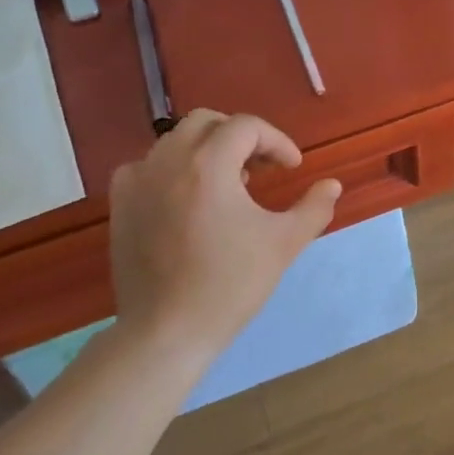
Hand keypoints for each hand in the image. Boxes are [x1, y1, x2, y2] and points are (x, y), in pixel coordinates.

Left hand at [108, 110, 341, 354]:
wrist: (166, 331)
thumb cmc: (230, 284)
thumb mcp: (284, 244)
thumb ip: (314, 208)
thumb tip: (332, 185)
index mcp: (208, 165)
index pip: (246, 127)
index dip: (276, 141)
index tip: (292, 168)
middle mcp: (167, 161)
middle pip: (207, 123)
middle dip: (241, 137)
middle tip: (262, 169)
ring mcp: (137, 181)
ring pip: (176, 141)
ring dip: (209, 151)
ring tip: (230, 186)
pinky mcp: (120, 204)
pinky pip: (148, 166)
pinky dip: (174, 169)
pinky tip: (188, 199)